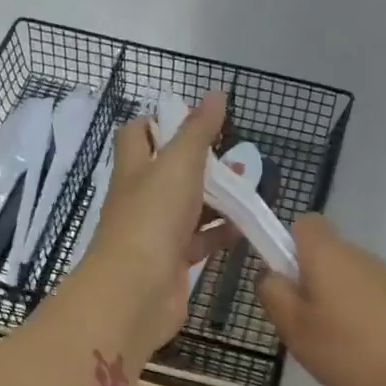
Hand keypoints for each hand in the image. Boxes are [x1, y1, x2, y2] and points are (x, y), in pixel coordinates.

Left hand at [82, 91, 236, 354]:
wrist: (136, 292)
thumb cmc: (152, 218)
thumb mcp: (178, 164)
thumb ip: (198, 131)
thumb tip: (215, 94)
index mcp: (135, 168)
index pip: (138, 134)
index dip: (162, 121)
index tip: (196, 119)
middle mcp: (141, 199)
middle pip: (169, 172)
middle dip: (201, 161)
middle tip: (235, 154)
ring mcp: (156, 233)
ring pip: (189, 208)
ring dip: (217, 198)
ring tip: (251, 186)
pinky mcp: (173, 263)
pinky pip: (200, 242)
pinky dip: (221, 233)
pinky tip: (246, 225)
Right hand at [257, 216, 385, 385]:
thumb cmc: (348, 349)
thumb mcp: (294, 327)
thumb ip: (273, 294)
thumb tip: (269, 274)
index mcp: (328, 253)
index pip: (304, 223)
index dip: (288, 245)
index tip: (285, 280)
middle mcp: (359, 255)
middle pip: (326, 253)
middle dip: (309, 280)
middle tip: (302, 322)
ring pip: (348, 277)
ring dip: (335, 300)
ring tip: (333, 343)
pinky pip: (370, 296)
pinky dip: (360, 315)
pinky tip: (362, 349)